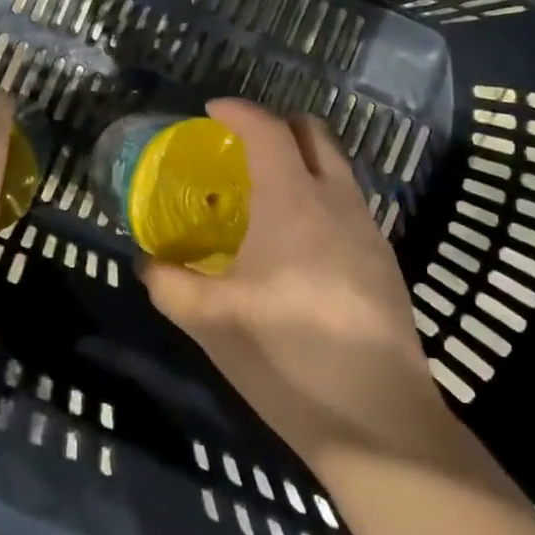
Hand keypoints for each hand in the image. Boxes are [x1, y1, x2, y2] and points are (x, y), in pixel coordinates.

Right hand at [143, 99, 449, 469]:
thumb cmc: (287, 357)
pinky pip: (349, 204)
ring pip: (337, 167)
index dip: (238, 111)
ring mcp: (369, 230)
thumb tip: (147, 264)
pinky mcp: (386, 262)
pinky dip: (321, 197)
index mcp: (293, 201)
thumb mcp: (210, 323)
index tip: (212, 111)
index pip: (267, 130)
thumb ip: (169, 285)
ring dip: (303, 161)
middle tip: (243, 146)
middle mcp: (337, 201)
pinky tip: (299, 243)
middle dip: (278, 124)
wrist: (378, 422)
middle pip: (314, 133)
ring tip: (268, 195)